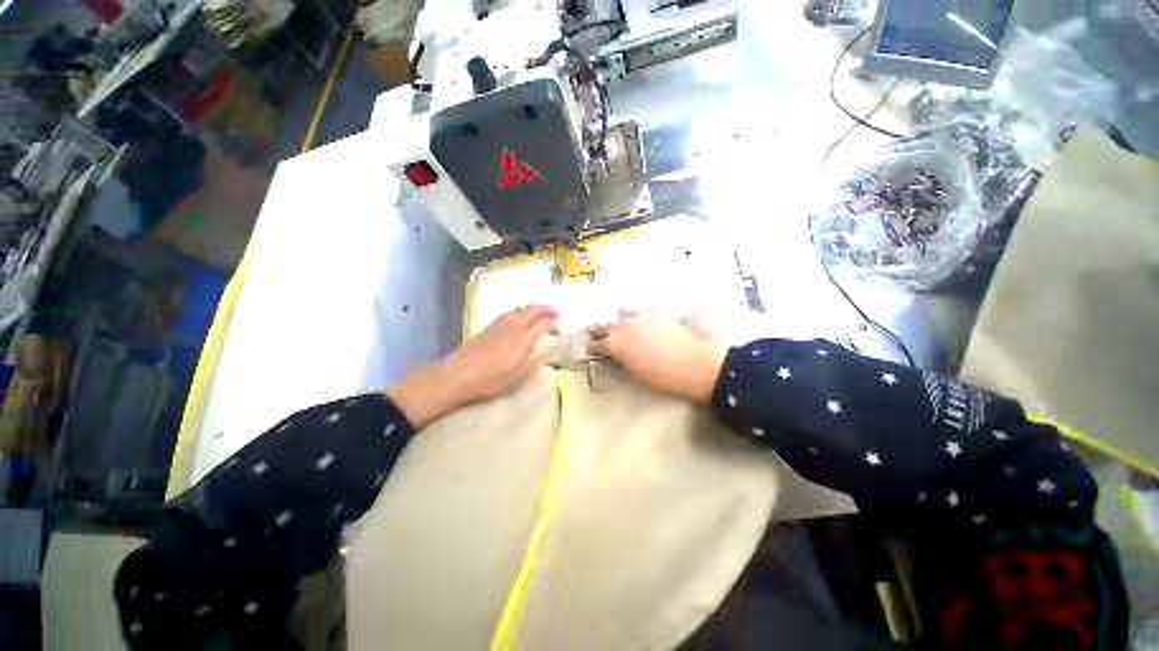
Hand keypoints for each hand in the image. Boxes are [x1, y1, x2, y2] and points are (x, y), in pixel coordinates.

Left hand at [386, 306, 558, 428]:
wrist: (458, 376)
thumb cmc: (491, 381)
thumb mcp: (518, 377)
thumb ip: (535, 360)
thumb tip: (548, 349)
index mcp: (522, 339)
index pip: (542, 323)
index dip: (552, 322)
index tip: (559, 325)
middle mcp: (513, 327)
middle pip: (531, 310)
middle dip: (544, 309)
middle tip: (554, 312)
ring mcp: (499, 325)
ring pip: (519, 310)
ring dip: (531, 308)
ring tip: (538, 313)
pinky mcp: (488, 327)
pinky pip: (508, 313)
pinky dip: (519, 312)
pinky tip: (518, 318)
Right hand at [589, 311, 727, 402]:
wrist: (696, 363)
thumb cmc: (664, 377)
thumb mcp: (636, 373)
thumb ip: (622, 361)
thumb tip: (615, 356)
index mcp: (616, 343)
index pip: (596, 344)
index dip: (592, 348)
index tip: (590, 350)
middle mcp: (624, 325)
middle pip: (604, 326)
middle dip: (599, 332)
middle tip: (597, 336)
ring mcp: (641, 316)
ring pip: (623, 313)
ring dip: (619, 321)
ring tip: (622, 327)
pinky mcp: (658, 312)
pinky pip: (641, 312)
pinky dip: (638, 317)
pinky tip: (643, 323)